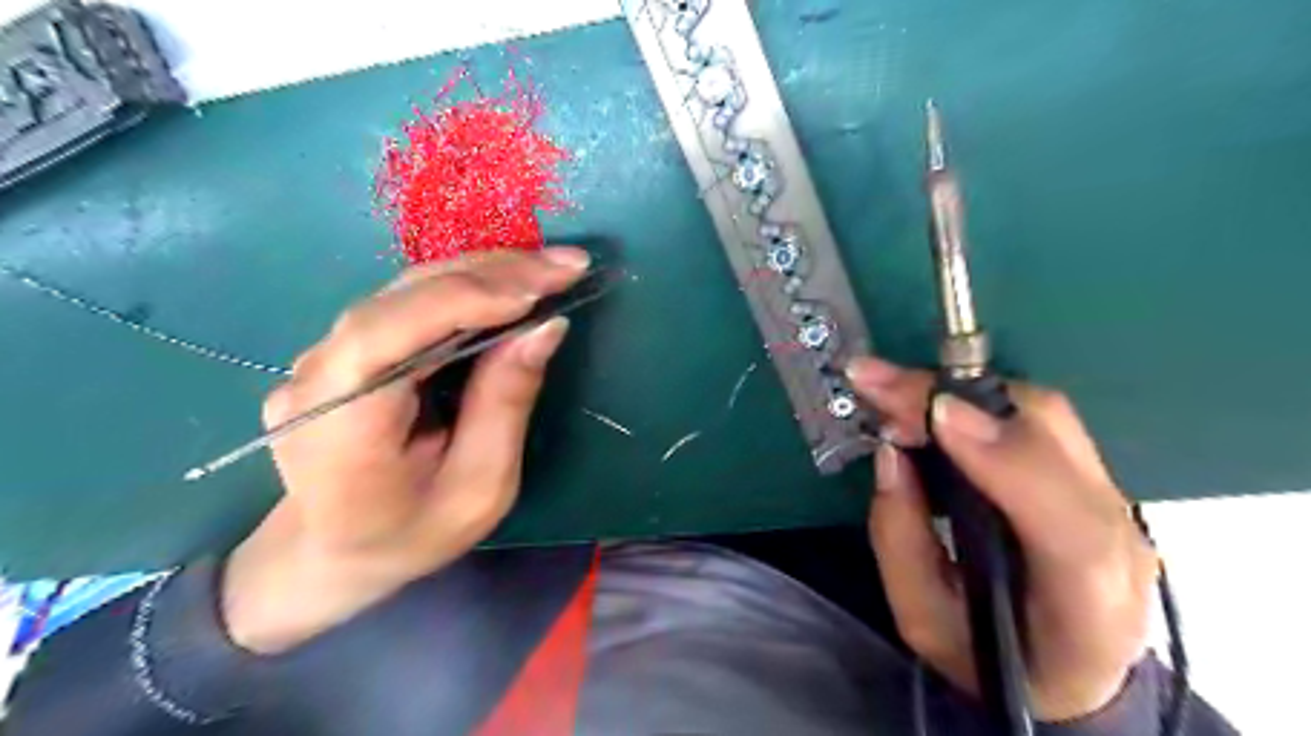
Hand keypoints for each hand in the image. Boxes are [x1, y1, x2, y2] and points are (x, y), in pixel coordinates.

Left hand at [223, 248, 589, 653]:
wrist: (333, 552)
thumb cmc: (412, 534)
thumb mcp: (480, 487)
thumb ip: (506, 403)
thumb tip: (546, 326)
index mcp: (338, 426)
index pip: (388, 334)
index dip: (463, 300)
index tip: (539, 291)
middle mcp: (315, 375)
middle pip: (401, 298)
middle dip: (491, 274)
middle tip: (566, 265)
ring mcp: (321, 356)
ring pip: (406, 291)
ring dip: (484, 273)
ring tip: (549, 270)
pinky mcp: (343, 349)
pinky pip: (407, 304)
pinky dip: (465, 289)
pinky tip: (509, 286)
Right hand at [845, 356, 1149, 719]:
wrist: (1072, 670)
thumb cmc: (991, 658)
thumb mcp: (924, 621)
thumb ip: (901, 542)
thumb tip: (891, 452)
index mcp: (1087, 604)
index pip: (1068, 525)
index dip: (1005, 458)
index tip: (934, 415)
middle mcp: (1118, 535)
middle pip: (1053, 437)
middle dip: (954, 396)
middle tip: (874, 381)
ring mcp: (1112, 496)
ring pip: (1042, 411)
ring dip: (957, 388)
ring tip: (887, 387)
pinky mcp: (1090, 471)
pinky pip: (1032, 416)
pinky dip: (972, 398)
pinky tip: (925, 400)